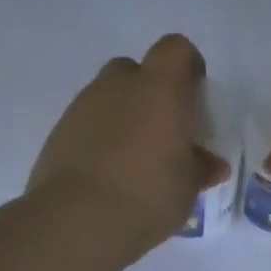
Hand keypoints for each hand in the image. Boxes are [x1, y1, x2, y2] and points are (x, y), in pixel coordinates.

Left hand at [28, 33, 229, 256]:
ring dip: (123, 117)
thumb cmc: (148, 195)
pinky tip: (108, 174)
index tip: (195, 95)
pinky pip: (87, 124)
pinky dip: (99, 139)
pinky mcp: (58, 133)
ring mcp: (82, 107)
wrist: (78, 219)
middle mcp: (117, 86)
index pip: (175, 50)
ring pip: (108, 98)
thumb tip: (211, 164)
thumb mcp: (188, 187)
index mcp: (158, 89)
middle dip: (150, 93)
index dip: (187, 65)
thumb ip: (200, 168)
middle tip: (163, 131)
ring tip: (135, 160)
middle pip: (135, 70)